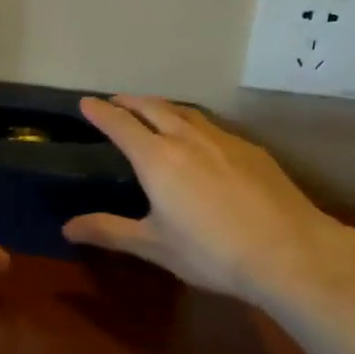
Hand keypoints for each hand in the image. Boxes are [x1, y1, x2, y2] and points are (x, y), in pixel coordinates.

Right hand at [63, 95, 354, 306]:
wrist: (288, 251)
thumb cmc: (211, 252)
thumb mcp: (154, 245)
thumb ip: (109, 231)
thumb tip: (66, 228)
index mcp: (156, 158)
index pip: (120, 124)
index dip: (100, 111)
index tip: (86, 102)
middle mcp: (186, 138)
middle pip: (152, 107)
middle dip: (129, 101)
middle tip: (115, 102)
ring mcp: (222, 139)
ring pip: (184, 111)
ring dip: (161, 106)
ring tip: (152, 111)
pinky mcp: (250, 149)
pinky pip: (211, 125)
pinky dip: (192, 122)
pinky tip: (199, 138)